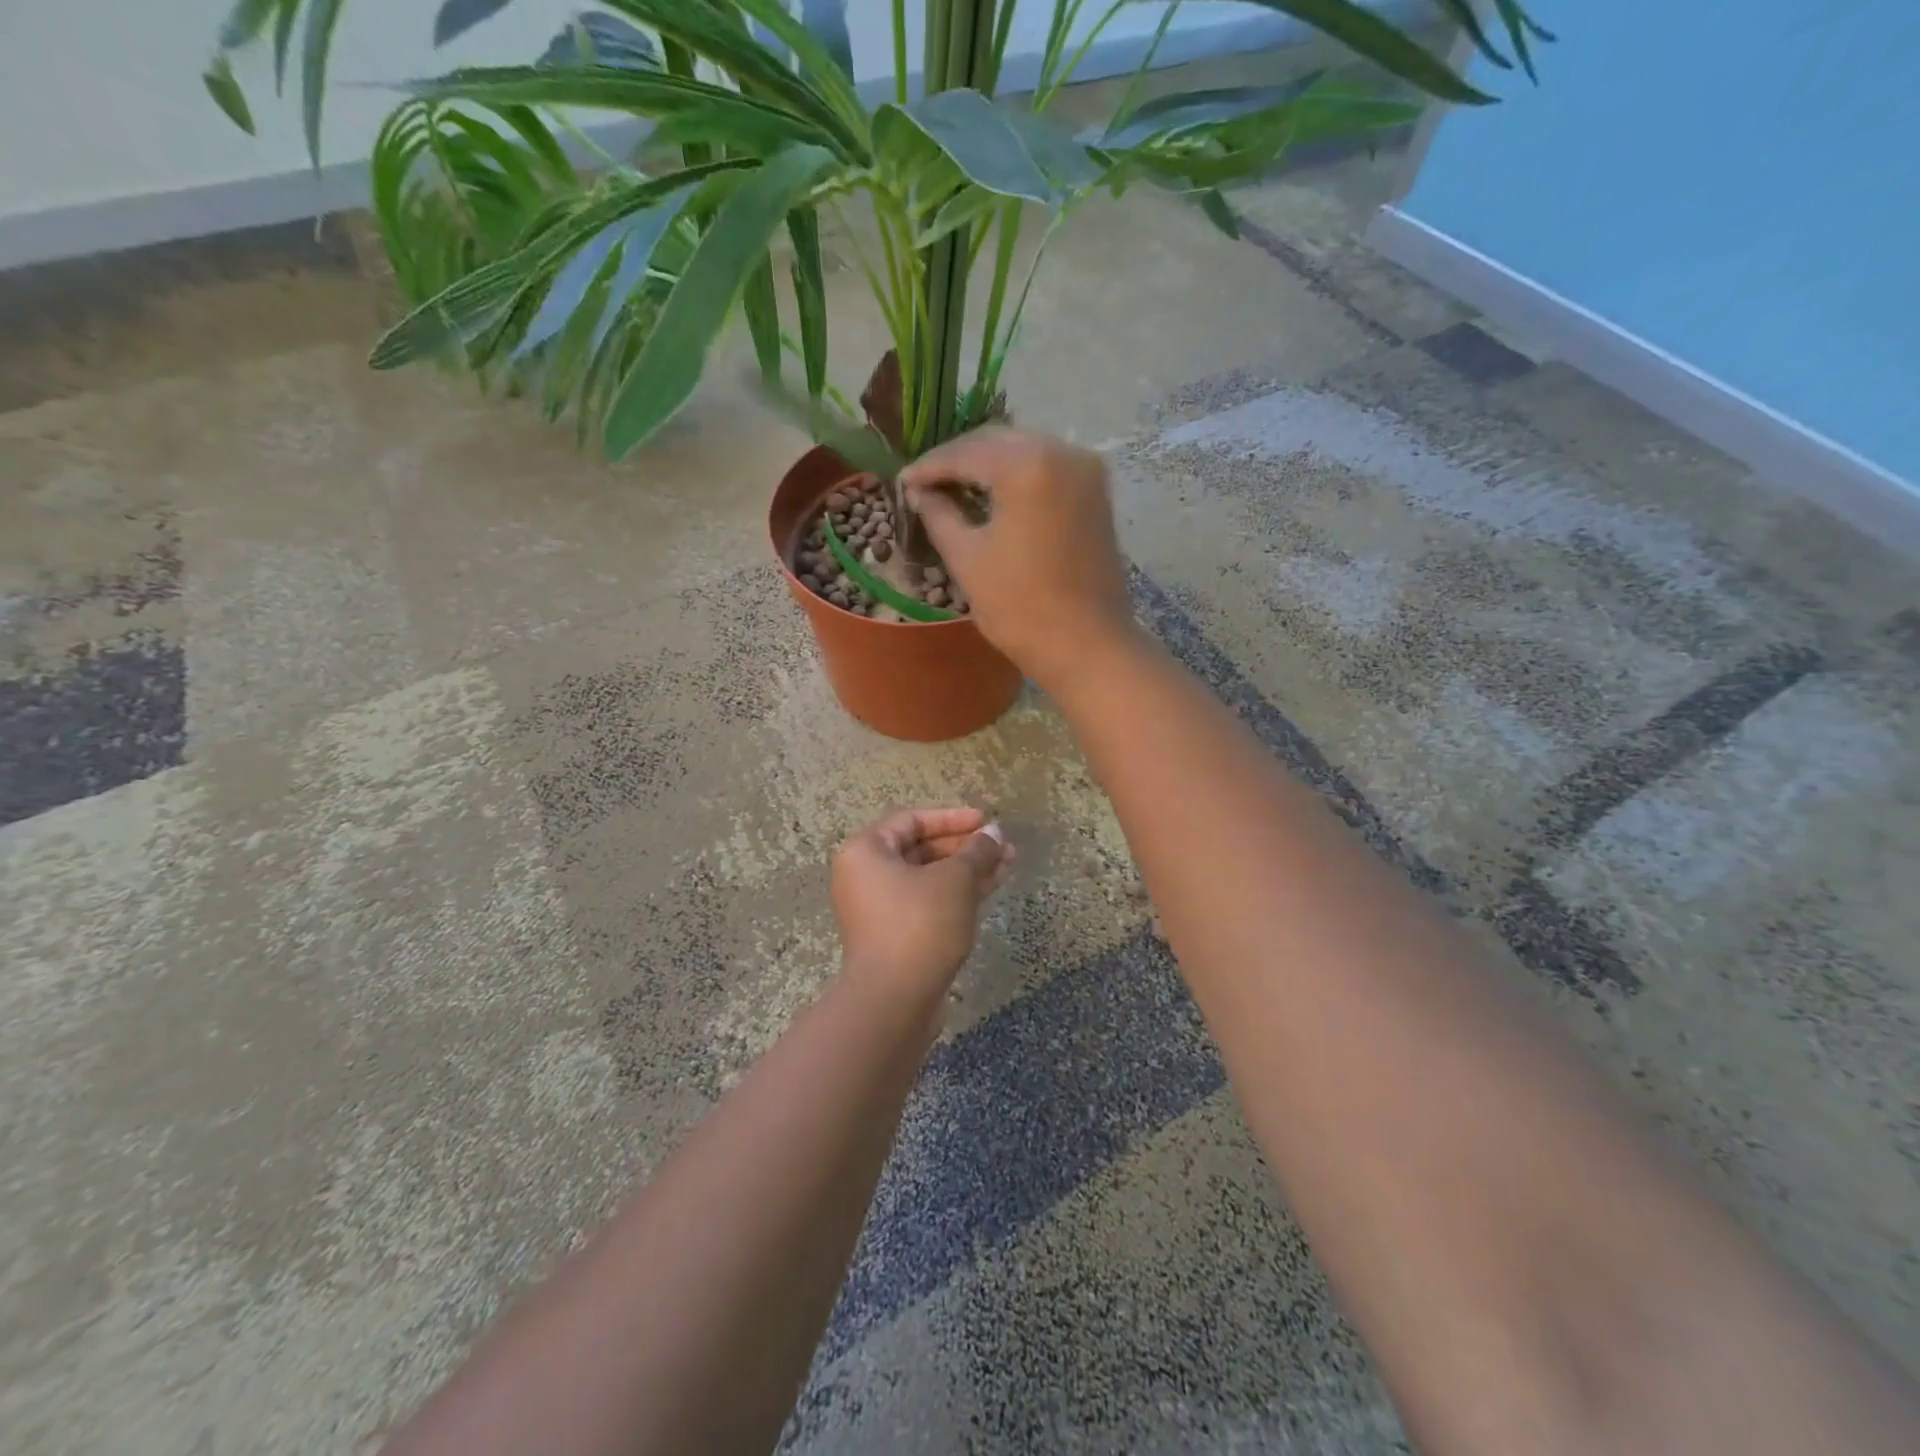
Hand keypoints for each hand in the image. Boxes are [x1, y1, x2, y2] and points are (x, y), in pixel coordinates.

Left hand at [831, 807, 1012, 1005]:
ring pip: (929, 878)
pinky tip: (992, 886)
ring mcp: (880, 909)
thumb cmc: (919, 924)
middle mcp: (866, 876)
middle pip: (921, 849)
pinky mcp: (896, 936)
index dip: (952, 818)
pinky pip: (929, 902)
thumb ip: (976, 851)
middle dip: (965, 847)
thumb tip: (994, 832)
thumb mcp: (954, 879)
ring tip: (1009, 863)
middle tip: (1003, 845)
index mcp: (866, 852)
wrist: (894, 1000)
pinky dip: (958, 893)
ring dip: (968, 869)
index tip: (986, 820)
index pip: (912, 821)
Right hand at [901, 428, 1137, 694]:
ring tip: (954, 490)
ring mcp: (1086, 471)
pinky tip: (993, 497)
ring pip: (1025, 452)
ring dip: (988, 466)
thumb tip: (919, 492)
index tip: (903, 482)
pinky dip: (1017, 477)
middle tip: (925, 484)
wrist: (1088, 646)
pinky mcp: (1097, 493)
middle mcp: (1063, 452)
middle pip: (998, 443)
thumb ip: (939, 515)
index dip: (930, 467)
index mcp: (1028, 465)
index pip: (966, 453)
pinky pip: (1048, 470)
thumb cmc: (1021, 607)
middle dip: (959, 460)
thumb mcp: (968, 559)